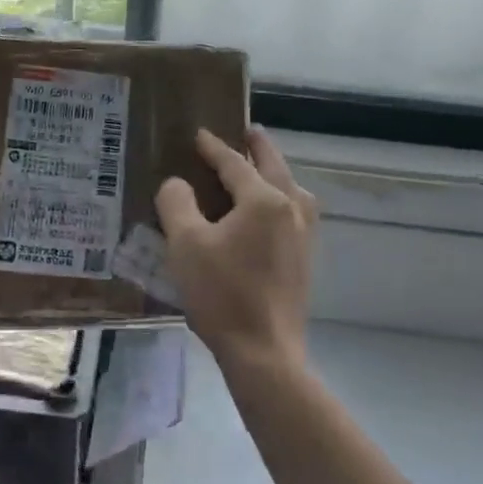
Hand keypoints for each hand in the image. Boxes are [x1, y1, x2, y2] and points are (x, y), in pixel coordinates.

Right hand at [155, 127, 316, 368]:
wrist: (263, 351)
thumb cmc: (221, 294)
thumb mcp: (186, 244)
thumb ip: (177, 203)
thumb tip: (178, 184)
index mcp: (264, 200)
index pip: (235, 163)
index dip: (214, 147)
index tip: (199, 134)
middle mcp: (291, 209)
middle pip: (274, 167)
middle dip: (258, 147)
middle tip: (247, 131)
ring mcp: (304, 235)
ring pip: (292, 189)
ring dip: (276, 172)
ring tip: (261, 167)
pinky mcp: (305, 259)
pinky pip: (296, 212)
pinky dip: (282, 198)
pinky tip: (270, 212)